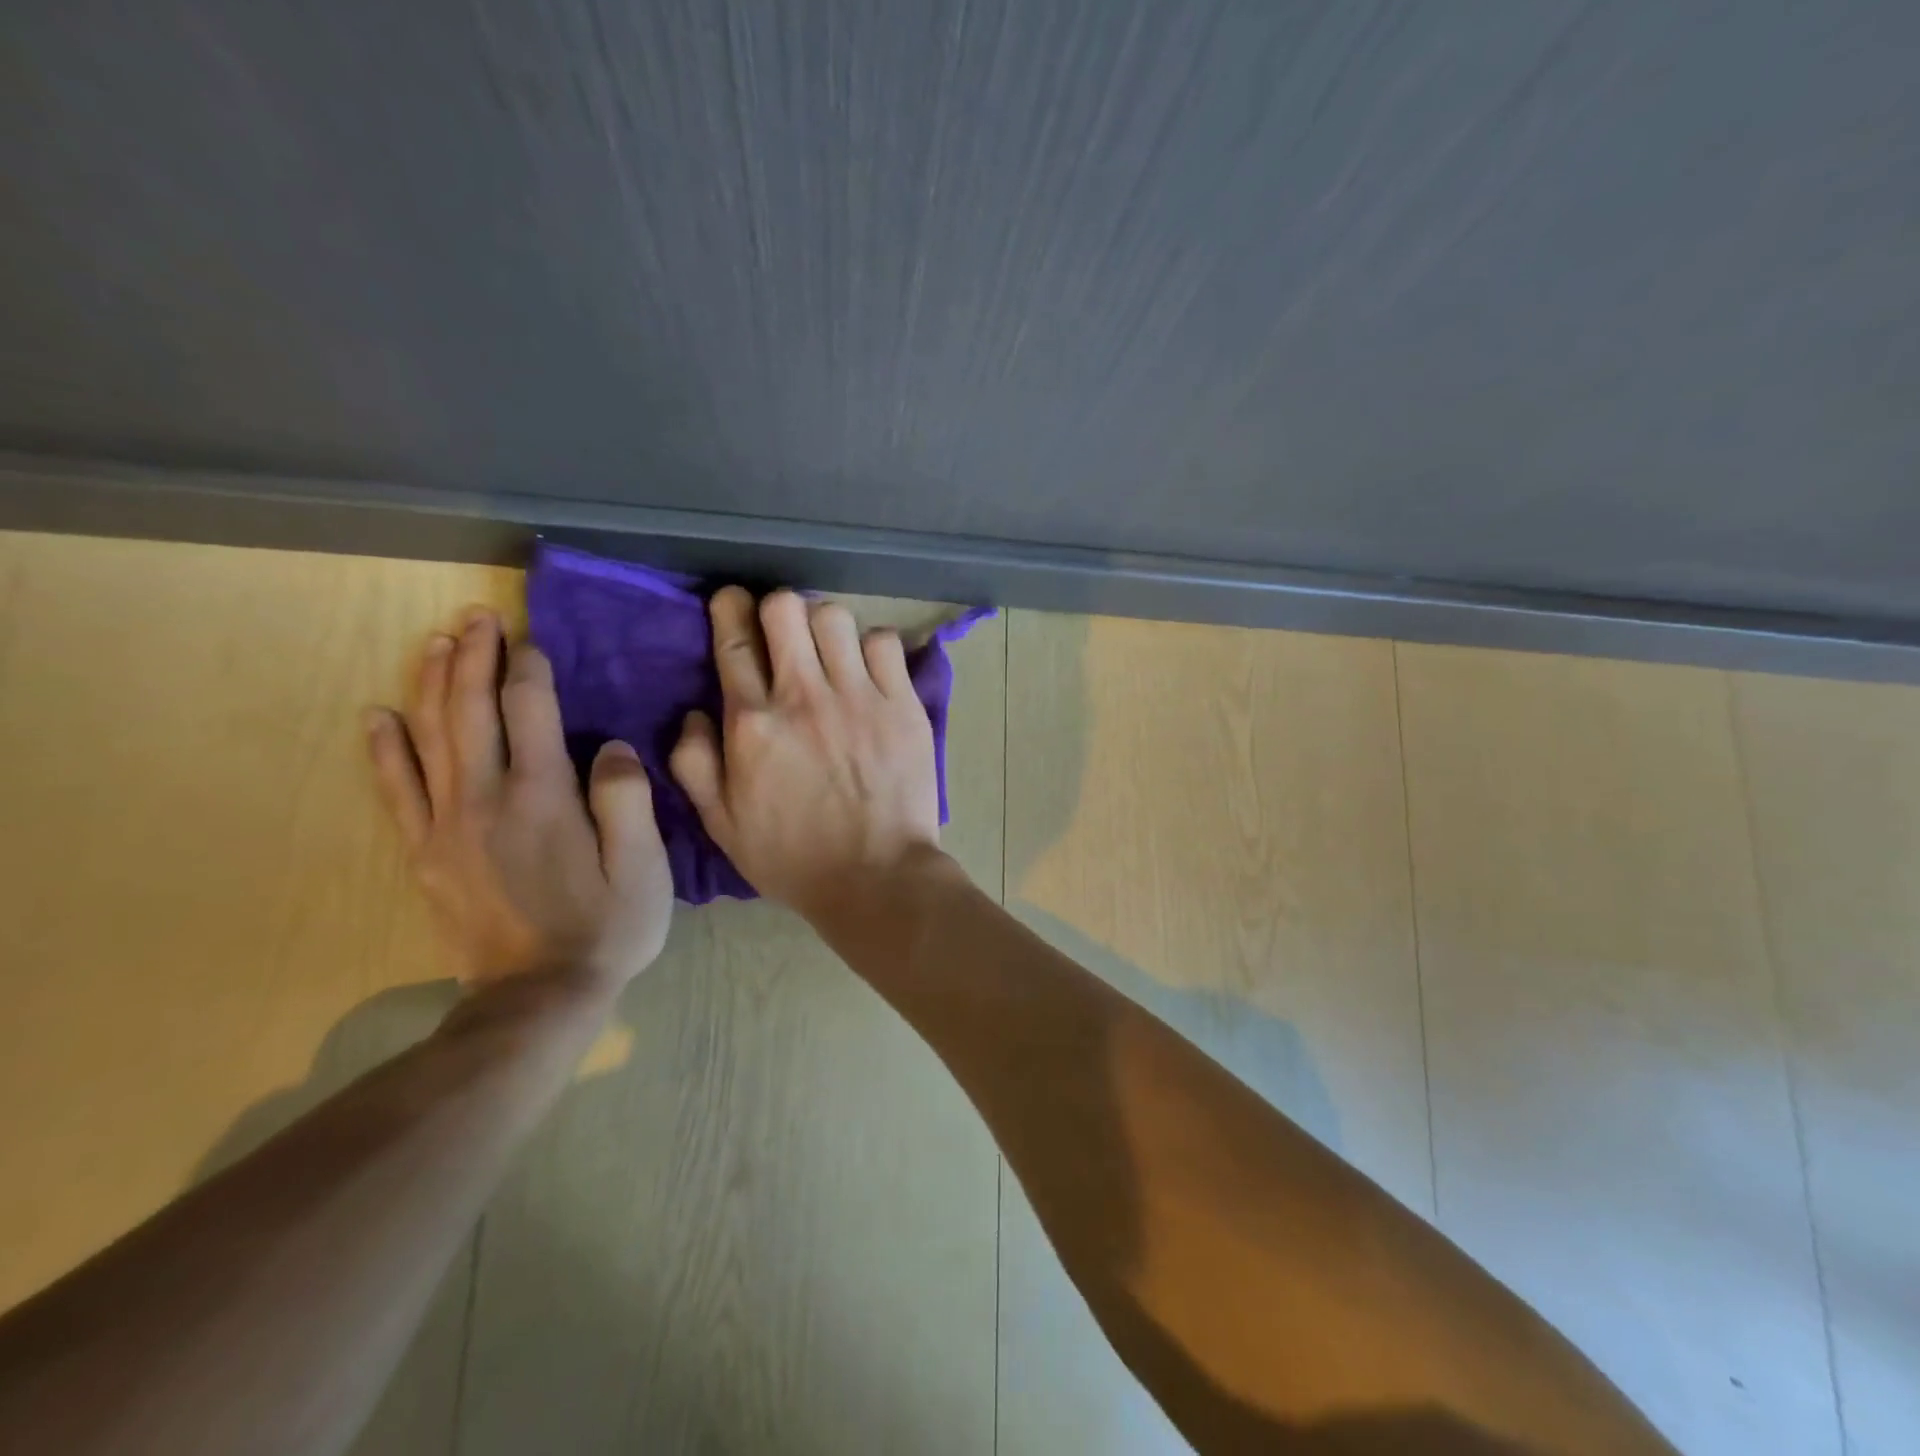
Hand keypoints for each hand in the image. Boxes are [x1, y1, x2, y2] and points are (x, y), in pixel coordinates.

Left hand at [365, 609, 673, 989]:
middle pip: (472, 709)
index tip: (532, 638)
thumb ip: (627, 798)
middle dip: (475, 656)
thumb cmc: (607, 927)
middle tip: (478, 616)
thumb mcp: (644, 866)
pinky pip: (398, 789)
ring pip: (431, 736)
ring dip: (433, 683)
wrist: (538, 997)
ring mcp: (447, 825)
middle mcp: (487, 797)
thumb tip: (610, 745)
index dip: (530, 667)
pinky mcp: (426, 853)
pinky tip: (380, 716)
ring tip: (438, 642)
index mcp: (544, 795)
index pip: (530, 709)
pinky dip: (386, 748)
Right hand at [669, 589, 943, 921]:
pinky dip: (873, 648)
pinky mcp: (902, 705)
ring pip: (834, 616)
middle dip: (776, 609)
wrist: (876, 876)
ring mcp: (858, 696)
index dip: (729, 608)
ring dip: (825, 627)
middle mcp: (803, 696)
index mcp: (752, 723)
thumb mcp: (722, 824)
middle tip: (783, 632)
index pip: (733, 640)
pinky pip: (885, 643)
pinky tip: (869, 673)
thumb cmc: (793, 857)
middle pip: (785, 608)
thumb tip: (696, 712)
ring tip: (830, 653)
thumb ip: (695, 763)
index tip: (732, 602)